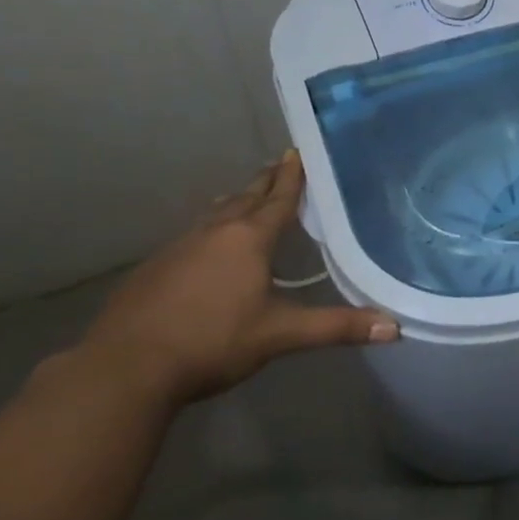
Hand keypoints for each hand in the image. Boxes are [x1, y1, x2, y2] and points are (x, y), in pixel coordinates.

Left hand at [80, 151, 397, 408]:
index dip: (292, 175)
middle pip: (245, 197)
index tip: (297, 150)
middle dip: (265, 181)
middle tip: (279, 163)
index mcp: (249, 239)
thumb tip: (395, 328)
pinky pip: (192, 235)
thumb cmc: (211, 342)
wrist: (124, 369)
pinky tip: (206, 245)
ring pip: (215, 214)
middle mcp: (214, 232)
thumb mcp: (280, 334)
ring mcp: (178, 247)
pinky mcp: (154, 268)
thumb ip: (336, 327)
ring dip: (235, 202)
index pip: (278, 198)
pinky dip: (209, 229)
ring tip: (245, 195)